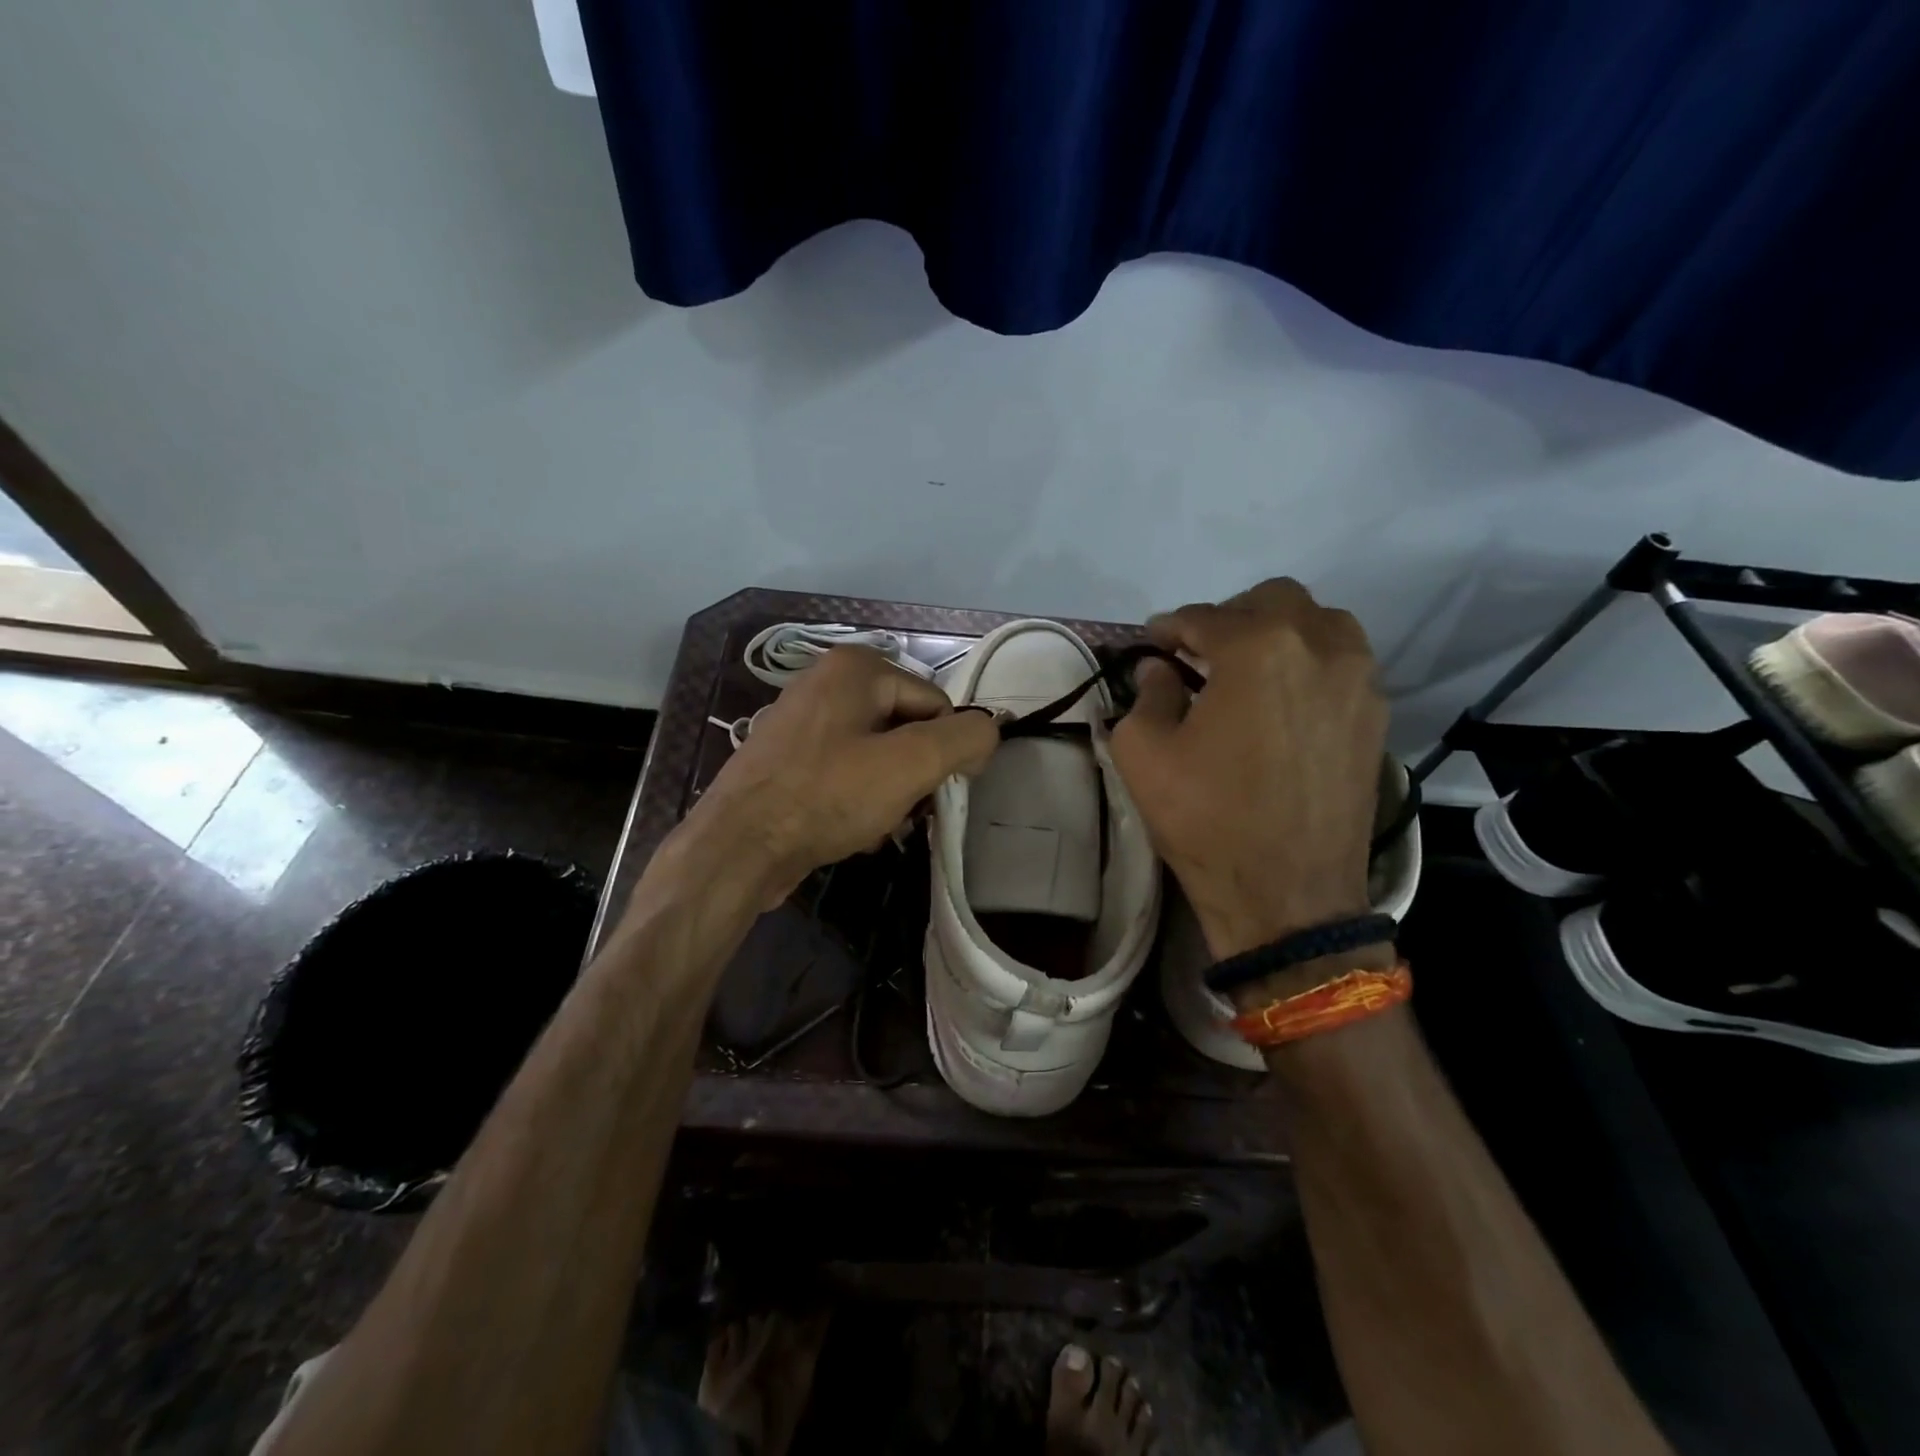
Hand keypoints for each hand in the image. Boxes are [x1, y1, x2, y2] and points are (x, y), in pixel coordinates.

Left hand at [685, 646, 999, 907]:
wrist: (739, 847)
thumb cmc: (827, 796)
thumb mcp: (911, 764)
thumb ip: (964, 738)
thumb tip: (988, 732)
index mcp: (857, 667)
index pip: (937, 704)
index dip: (947, 751)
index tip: (936, 794)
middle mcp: (827, 682)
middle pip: (907, 729)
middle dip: (914, 775)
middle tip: (903, 811)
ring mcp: (804, 721)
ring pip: (879, 756)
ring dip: (890, 794)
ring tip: (877, 825)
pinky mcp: (790, 759)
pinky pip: (847, 773)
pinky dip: (858, 800)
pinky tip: (852, 829)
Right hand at [1111, 579, 1387, 959]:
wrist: (1287, 895)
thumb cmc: (1206, 819)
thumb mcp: (1144, 754)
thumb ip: (1147, 694)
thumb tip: (1160, 670)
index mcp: (1258, 648)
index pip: (1204, 617)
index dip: (1169, 627)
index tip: (1151, 643)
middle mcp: (1320, 646)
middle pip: (1273, 600)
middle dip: (1229, 618)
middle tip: (1199, 654)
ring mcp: (1360, 680)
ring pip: (1321, 623)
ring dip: (1279, 634)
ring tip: (1248, 672)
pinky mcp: (1377, 716)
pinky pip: (1343, 664)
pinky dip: (1309, 665)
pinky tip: (1283, 703)